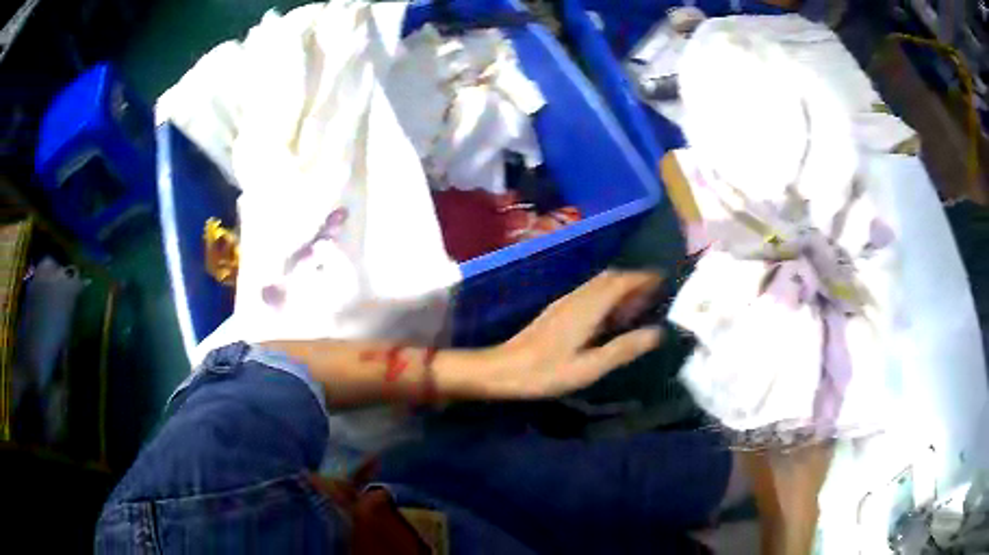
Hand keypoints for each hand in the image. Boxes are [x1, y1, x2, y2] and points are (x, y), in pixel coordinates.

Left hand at [479, 270, 664, 397]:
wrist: (503, 369)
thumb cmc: (546, 372)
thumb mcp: (589, 367)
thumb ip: (623, 349)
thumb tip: (657, 333)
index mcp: (588, 308)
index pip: (621, 281)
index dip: (643, 278)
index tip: (663, 279)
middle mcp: (577, 298)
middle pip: (610, 278)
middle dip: (634, 280)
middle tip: (655, 293)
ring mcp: (565, 302)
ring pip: (598, 284)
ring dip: (620, 287)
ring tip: (639, 304)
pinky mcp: (557, 311)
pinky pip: (589, 293)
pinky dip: (607, 296)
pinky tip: (610, 316)